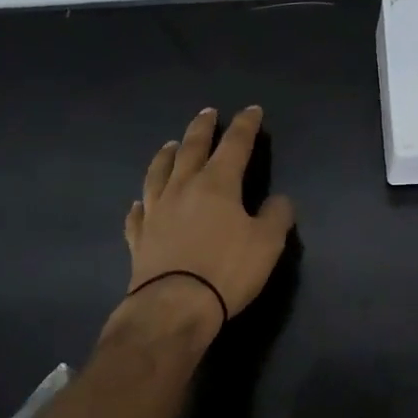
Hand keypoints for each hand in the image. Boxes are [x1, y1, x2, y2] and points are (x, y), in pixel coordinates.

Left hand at [117, 107, 295, 336]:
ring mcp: (157, 211)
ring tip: (169, 144)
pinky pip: (137, 214)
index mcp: (218, 184)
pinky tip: (139, 202)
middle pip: (192, 149)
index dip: (245, 126)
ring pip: (158, 173)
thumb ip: (277, 216)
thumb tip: (280, 201)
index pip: (235, 145)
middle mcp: (183, 188)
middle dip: (202, 128)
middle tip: (207, 113)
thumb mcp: (268, 243)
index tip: (252, 111)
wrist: (174, 306)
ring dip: (166, 156)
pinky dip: (140, 204)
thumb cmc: (227, 269)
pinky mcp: (140, 238)